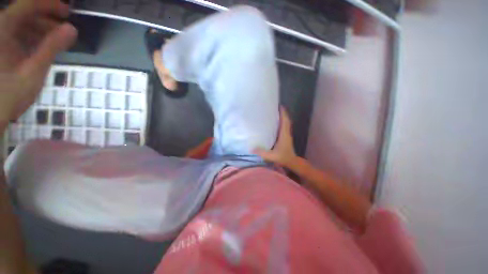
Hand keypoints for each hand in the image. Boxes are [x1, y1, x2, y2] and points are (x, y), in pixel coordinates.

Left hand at [0, 0, 76, 124]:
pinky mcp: (2, 48)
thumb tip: (72, 29)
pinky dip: (33, 38)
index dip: (49, 4)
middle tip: (65, 31)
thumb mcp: (32, 71)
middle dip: (46, 18)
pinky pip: (18, 35)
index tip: (68, 13)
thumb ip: (51, 48)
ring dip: (41, 29)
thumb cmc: (8, 95)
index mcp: (3, 30)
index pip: (29, 4)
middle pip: (26, 12)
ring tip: (57, 41)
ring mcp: (0, 39)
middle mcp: (0, 29)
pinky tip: (43, 48)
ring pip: (23, 23)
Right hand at [254, 107, 297, 167]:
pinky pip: (285, 127)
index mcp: (284, 135)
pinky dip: (282, 122)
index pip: (285, 122)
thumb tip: (251, 149)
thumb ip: (262, 153)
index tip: (280, 106)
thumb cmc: (283, 157)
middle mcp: (287, 133)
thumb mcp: (272, 156)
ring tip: (276, 112)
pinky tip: (277, 122)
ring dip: (283, 117)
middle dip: (283, 113)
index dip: (283, 113)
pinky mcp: (286, 137)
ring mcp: (287, 135)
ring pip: (286, 123)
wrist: (292, 162)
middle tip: (276, 107)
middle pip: (286, 120)